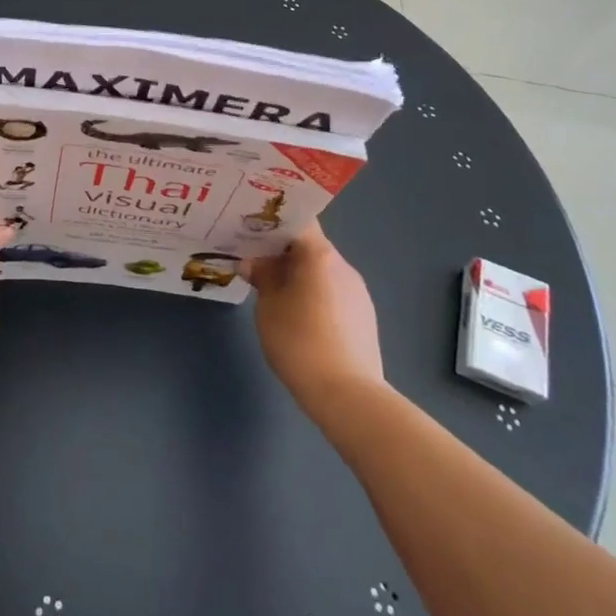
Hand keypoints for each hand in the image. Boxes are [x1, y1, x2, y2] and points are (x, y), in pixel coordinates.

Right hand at [246, 224, 384, 408]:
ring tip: (275, 294)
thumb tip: (253, 262)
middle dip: (282, 252)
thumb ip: (261, 277)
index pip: (297, 221)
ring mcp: (358, 291)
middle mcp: (343, 266)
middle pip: (310, 246)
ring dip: (299, 276)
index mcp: (319, 255)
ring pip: (322, 271)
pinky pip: (333, 293)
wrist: (348, 395)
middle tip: (254, 263)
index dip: (273, 222)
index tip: (250, 231)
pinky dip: (315, 296)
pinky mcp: (364, 316)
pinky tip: (300, 319)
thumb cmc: (299, 342)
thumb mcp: (268, 307)